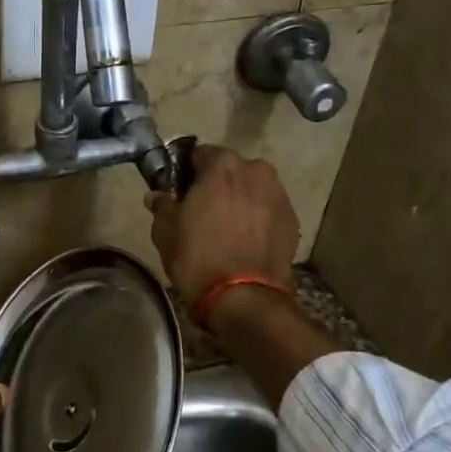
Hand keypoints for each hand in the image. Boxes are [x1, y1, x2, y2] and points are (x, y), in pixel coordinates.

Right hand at [144, 144, 298, 309]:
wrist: (243, 297)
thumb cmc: (197, 258)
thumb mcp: (165, 231)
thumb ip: (162, 205)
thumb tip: (157, 195)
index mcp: (222, 165)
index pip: (199, 154)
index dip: (187, 171)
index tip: (180, 190)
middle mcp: (256, 171)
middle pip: (231, 170)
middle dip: (217, 184)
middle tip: (202, 210)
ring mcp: (278, 195)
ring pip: (252, 189)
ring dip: (240, 200)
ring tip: (226, 227)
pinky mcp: (292, 220)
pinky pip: (268, 210)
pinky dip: (257, 218)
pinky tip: (245, 240)